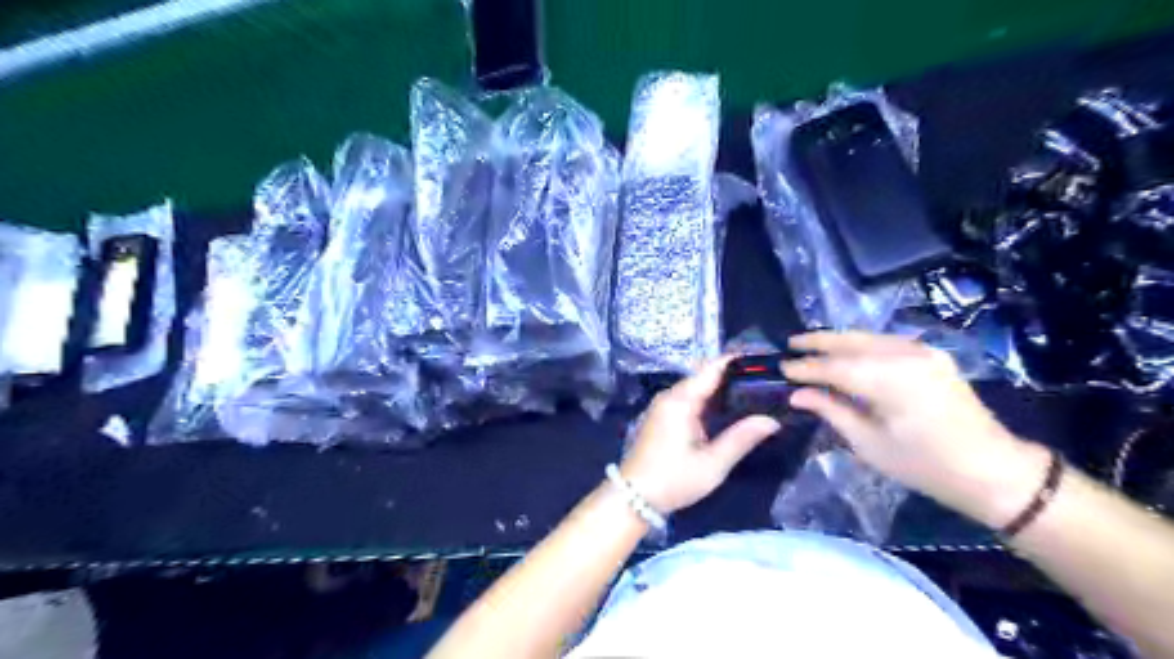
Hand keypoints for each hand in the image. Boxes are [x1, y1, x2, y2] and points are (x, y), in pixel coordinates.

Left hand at [618, 356, 781, 515]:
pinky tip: (730, 409)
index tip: (764, 360)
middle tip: (767, 379)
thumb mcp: (712, 464)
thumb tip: (772, 420)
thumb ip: (742, 438)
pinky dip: (711, 399)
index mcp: (681, 400)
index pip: (712, 368)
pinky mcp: (663, 416)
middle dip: (734, 375)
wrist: (633, 497)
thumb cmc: (673, 479)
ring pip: (698, 387)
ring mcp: (664, 405)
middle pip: (705, 375)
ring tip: (756, 391)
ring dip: (723, 388)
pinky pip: (690, 399)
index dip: (737, 361)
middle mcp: (671, 395)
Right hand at [784, 333, 1050, 527]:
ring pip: (868, 337)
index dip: (806, 368)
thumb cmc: (925, 466)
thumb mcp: (870, 444)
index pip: (835, 367)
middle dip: (818, 342)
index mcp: (890, 381)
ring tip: (811, 345)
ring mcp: (923, 352)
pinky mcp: (931, 355)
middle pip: (851, 342)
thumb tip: (797, 395)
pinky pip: (885, 342)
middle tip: (790, 344)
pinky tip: (846, 351)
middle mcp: (906, 356)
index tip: (781, 368)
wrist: (992, 469)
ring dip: (837, 340)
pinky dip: (861, 344)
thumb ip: (832, 411)